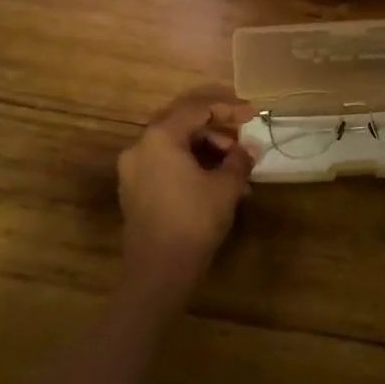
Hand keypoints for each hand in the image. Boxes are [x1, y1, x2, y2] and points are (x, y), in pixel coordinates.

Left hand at [116, 86, 256, 304]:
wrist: (158, 273)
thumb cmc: (194, 221)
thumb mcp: (225, 187)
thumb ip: (239, 160)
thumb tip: (251, 148)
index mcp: (160, 137)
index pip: (197, 110)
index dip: (228, 110)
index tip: (253, 116)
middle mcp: (140, 146)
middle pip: (182, 124)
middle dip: (216, 131)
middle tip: (242, 141)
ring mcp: (132, 169)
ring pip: (173, 146)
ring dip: (204, 151)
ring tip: (234, 170)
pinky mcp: (133, 191)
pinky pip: (164, 165)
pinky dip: (188, 166)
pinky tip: (213, 183)